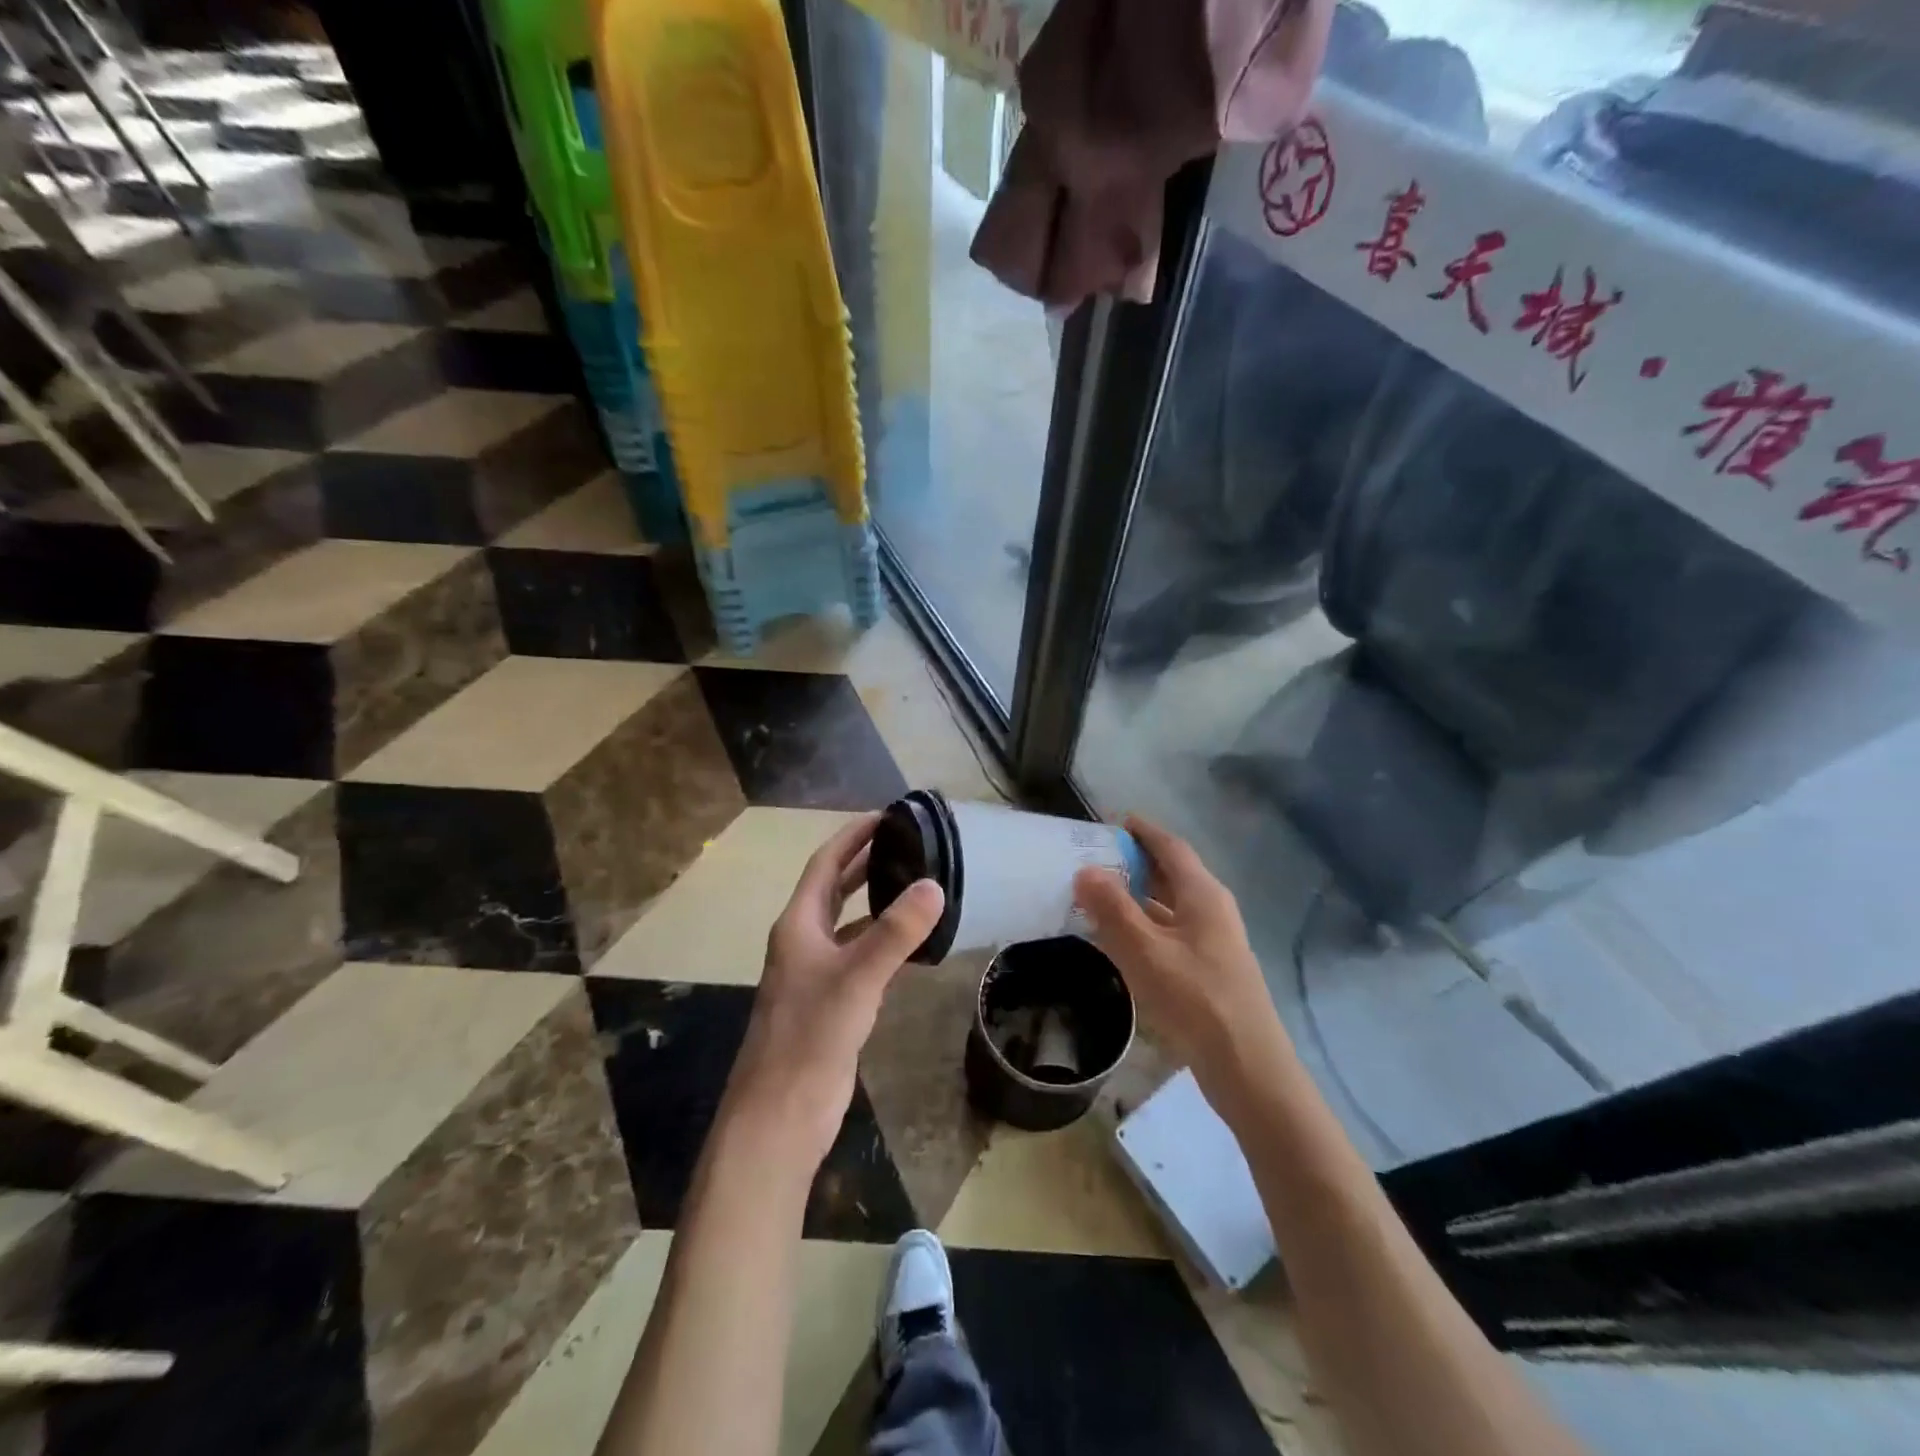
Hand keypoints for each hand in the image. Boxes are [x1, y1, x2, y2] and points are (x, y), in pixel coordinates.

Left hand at [723, 813, 945, 1167]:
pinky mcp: (830, 1004)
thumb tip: (934, 885)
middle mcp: (803, 942)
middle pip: (834, 889)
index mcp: (798, 925)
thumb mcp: (857, 978)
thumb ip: (896, 933)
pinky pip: (859, 958)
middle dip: (865, 863)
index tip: (885, 816)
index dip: (852, 837)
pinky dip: (882, 942)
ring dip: (874, 901)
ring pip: (848, 924)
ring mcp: (815, 975)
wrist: (780, 1115)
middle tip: (906, 843)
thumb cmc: (810, 1037)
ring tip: (914, 884)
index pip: (825, 865)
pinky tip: (910, 946)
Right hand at [1073, 816, 1292, 1104]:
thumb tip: (1085, 870)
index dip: (1143, 831)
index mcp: (1203, 894)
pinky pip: (1170, 931)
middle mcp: (1212, 909)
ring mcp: (1214, 941)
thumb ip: (1112, 908)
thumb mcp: (1144, 950)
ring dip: (1137, 896)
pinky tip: (1120, 939)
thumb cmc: (1195, 998)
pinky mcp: (1208, 969)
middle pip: (1172, 873)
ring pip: (1170, 905)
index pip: (1171, 847)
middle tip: (1094, 858)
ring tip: (1098, 894)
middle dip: (1136, 862)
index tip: (1112, 821)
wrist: (1246, 1066)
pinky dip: (1144, 925)